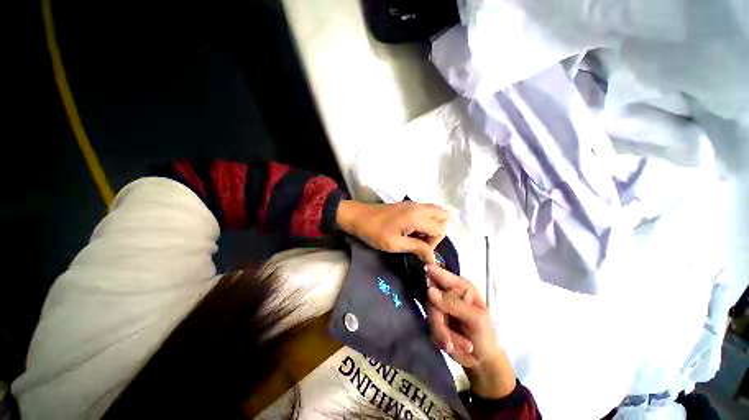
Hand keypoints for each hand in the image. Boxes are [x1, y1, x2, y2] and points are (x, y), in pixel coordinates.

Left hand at [336, 200, 448, 263]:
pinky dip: (427, 220)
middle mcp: (419, 207)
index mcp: (417, 216)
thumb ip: (417, 248)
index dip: (433, 244)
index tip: (420, 251)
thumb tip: (432, 258)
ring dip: (433, 225)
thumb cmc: (374, 232)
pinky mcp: (408, 205)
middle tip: (423, 242)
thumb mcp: (395, 244)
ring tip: (419, 236)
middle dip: (438, 232)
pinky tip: (414, 230)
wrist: (357, 216)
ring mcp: (413, 204)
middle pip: (443, 216)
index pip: (439, 229)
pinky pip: (426, 210)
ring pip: (436, 211)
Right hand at [426, 264, 515, 398]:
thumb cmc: (486, 335)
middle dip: (439, 321)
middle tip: (449, 340)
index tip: (424, 268)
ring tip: (459, 346)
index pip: (443, 275)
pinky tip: (452, 346)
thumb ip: (453, 304)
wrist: (482, 362)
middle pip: (432, 299)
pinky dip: (441, 339)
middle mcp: (448, 295)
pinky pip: (430, 327)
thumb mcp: (476, 319)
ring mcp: (440, 308)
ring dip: (443, 333)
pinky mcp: (435, 321)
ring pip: (430, 315)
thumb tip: (430, 291)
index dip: (432, 270)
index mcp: (461, 288)